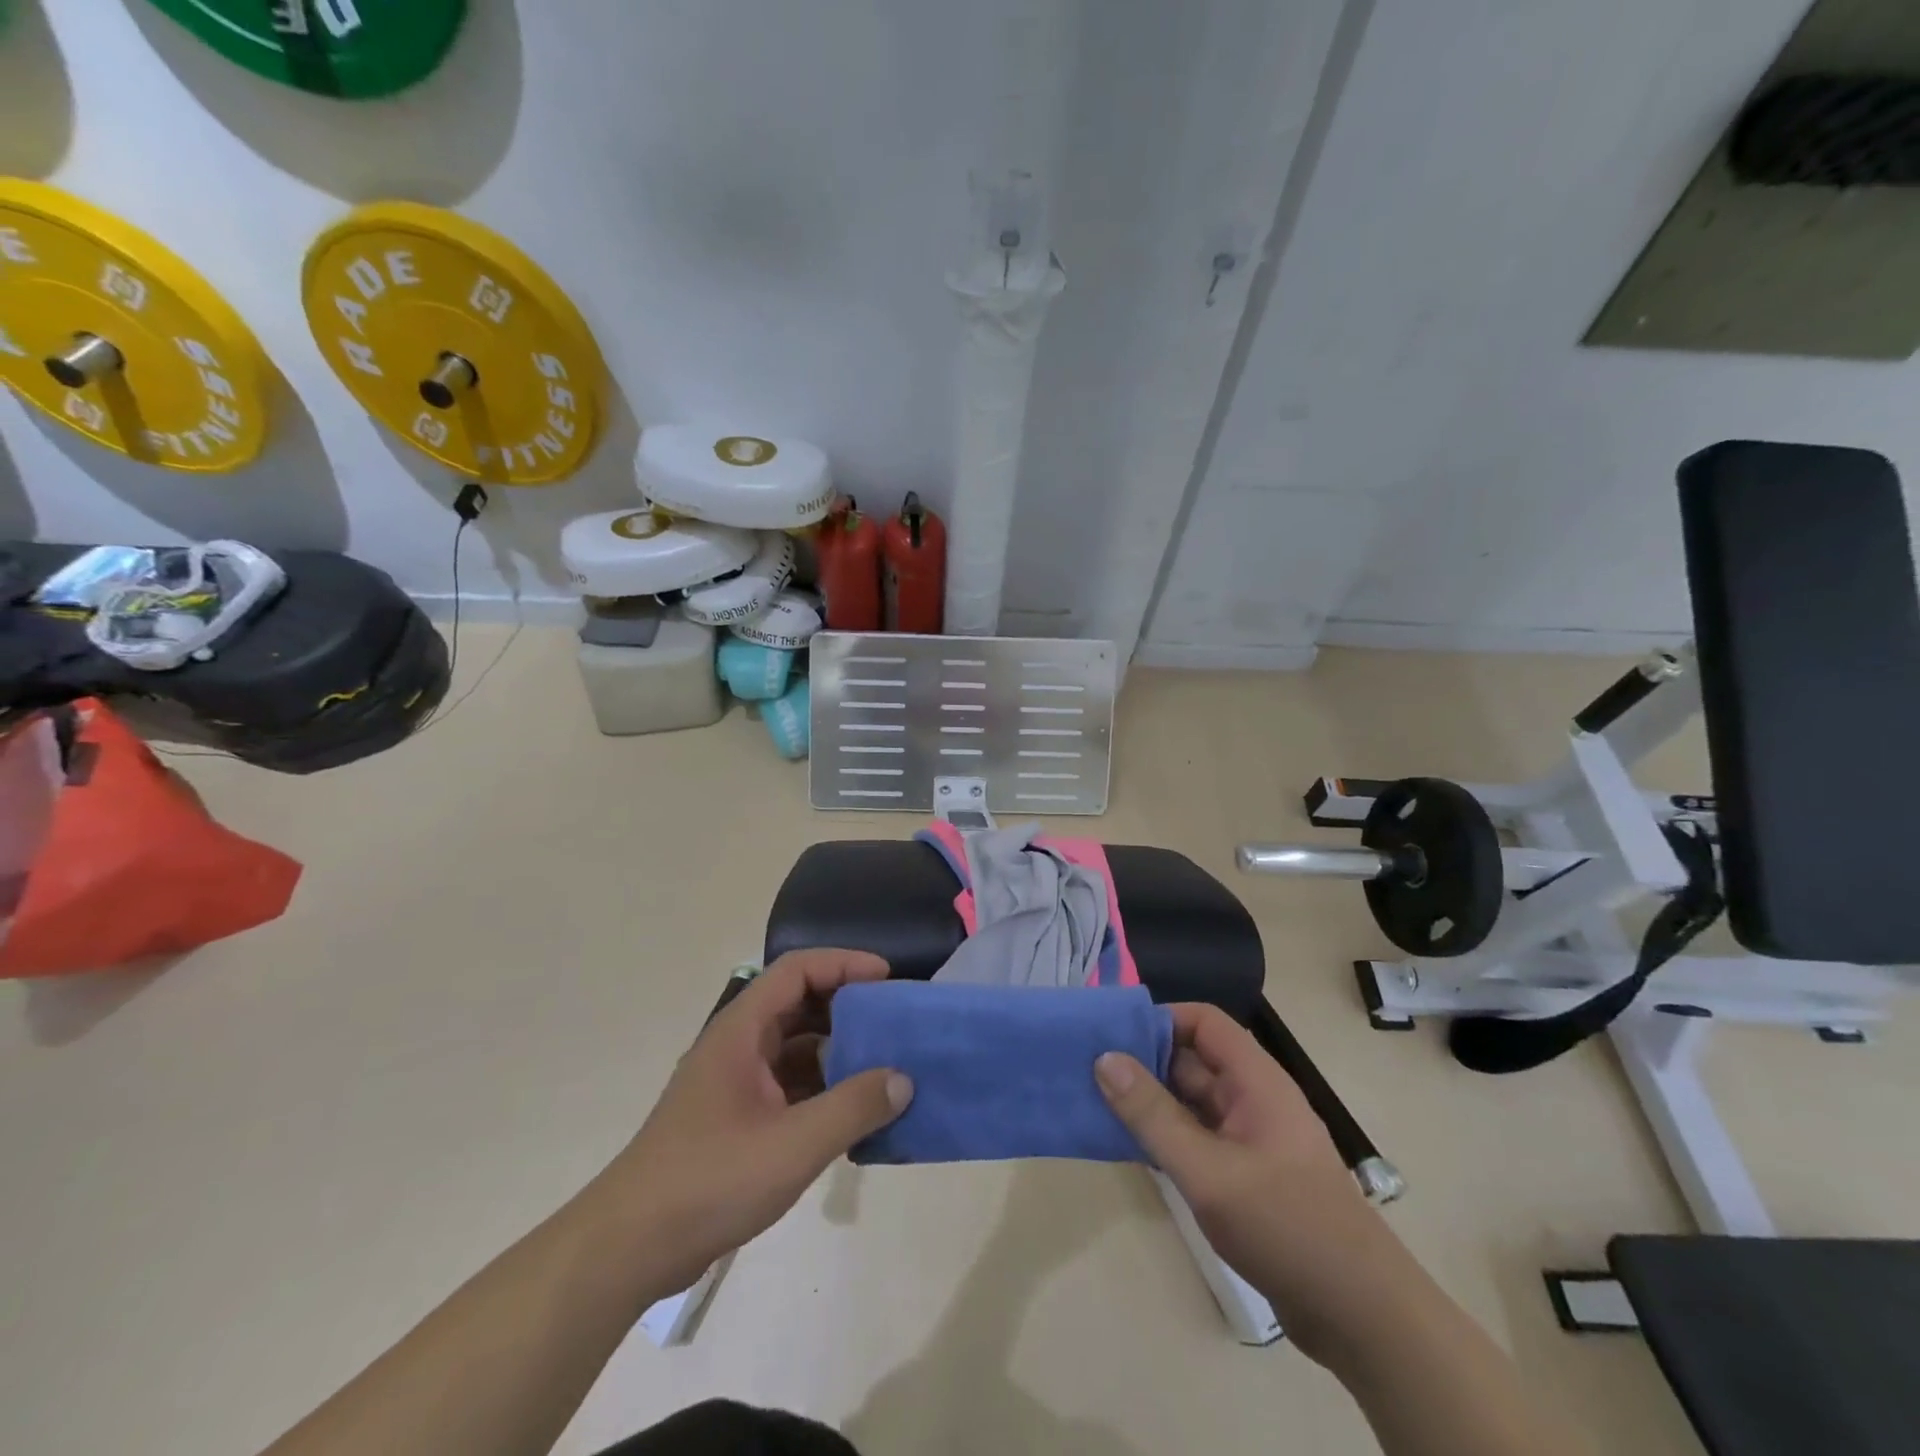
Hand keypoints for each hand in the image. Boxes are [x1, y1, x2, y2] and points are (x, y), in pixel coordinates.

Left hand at [594, 950, 913, 1296]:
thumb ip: (852, 1108)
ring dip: (839, 1051)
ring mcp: (736, 1083)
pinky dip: (824, 1089)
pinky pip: (791, 1085)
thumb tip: (903, 1079)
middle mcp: (738, 1045)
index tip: (887, 978)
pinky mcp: (738, 1118)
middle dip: (848, 1007)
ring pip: (797, 1047)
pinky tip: (854, 1113)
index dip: (844, 964)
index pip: (797, 970)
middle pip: (799, 1004)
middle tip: (893, 1022)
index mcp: (742, 1030)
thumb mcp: (792, 1145)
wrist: (629, 1249)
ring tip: (885, 1066)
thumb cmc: (709, 1180)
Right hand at [1095, 1003, 1402, 1362]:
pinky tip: (1130, 1149)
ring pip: (1192, 1102)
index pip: (1204, 1022)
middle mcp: (1253, 1099)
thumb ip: (1153, 1115)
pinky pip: (1198, 1138)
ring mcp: (1251, 1139)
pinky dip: (1166, 1137)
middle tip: (1090, 1070)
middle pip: (1193, 1060)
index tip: (1112, 1035)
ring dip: (1151, 1103)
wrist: (1362, 1317)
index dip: (1160, 1019)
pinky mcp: (1247, 1176)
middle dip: (1145, 1062)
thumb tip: (1105, 1058)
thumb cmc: (1286, 1226)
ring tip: (1097, 1104)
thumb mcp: (1208, 1170)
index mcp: (1256, 1080)